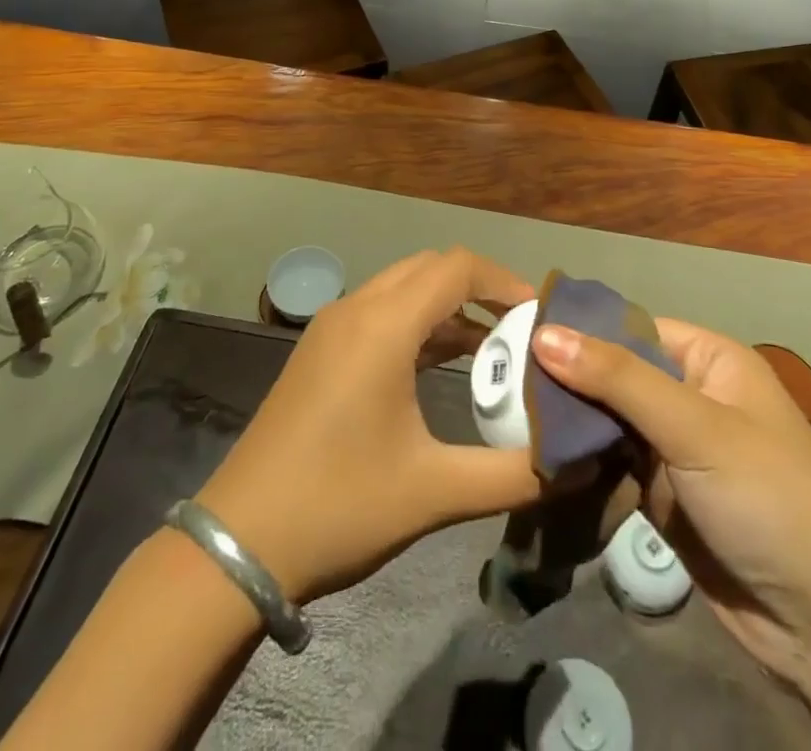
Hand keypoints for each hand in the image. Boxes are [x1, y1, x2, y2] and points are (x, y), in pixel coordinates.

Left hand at [197, 249, 542, 603]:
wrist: (239, 543)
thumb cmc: (340, 505)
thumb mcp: (434, 492)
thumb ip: (510, 474)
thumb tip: (571, 464)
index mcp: (383, 325)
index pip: (456, 268)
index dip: (503, 281)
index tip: (538, 314)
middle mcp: (356, 308)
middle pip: (430, 268)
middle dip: (478, 288)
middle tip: (519, 329)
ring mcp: (331, 327)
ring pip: (403, 288)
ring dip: (447, 306)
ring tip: (492, 348)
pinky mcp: (319, 351)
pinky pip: (380, 312)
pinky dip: (418, 323)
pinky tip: (441, 364)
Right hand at [531, 319, 810, 680]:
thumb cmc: (768, 499)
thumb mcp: (694, 427)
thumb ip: (618, 378)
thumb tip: (544, 333)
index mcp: (709, 360)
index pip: (632, 327)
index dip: (580, 330)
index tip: (518, 332)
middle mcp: (691, 396)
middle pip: (616, 374)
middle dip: (567, 381)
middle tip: (504, 382)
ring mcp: (676, 449)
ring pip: (608, 422)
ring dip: (570, 425)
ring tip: (508, 417)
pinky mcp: (663, 496)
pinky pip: (612, 467)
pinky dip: (582, 465)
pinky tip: (538, 460)